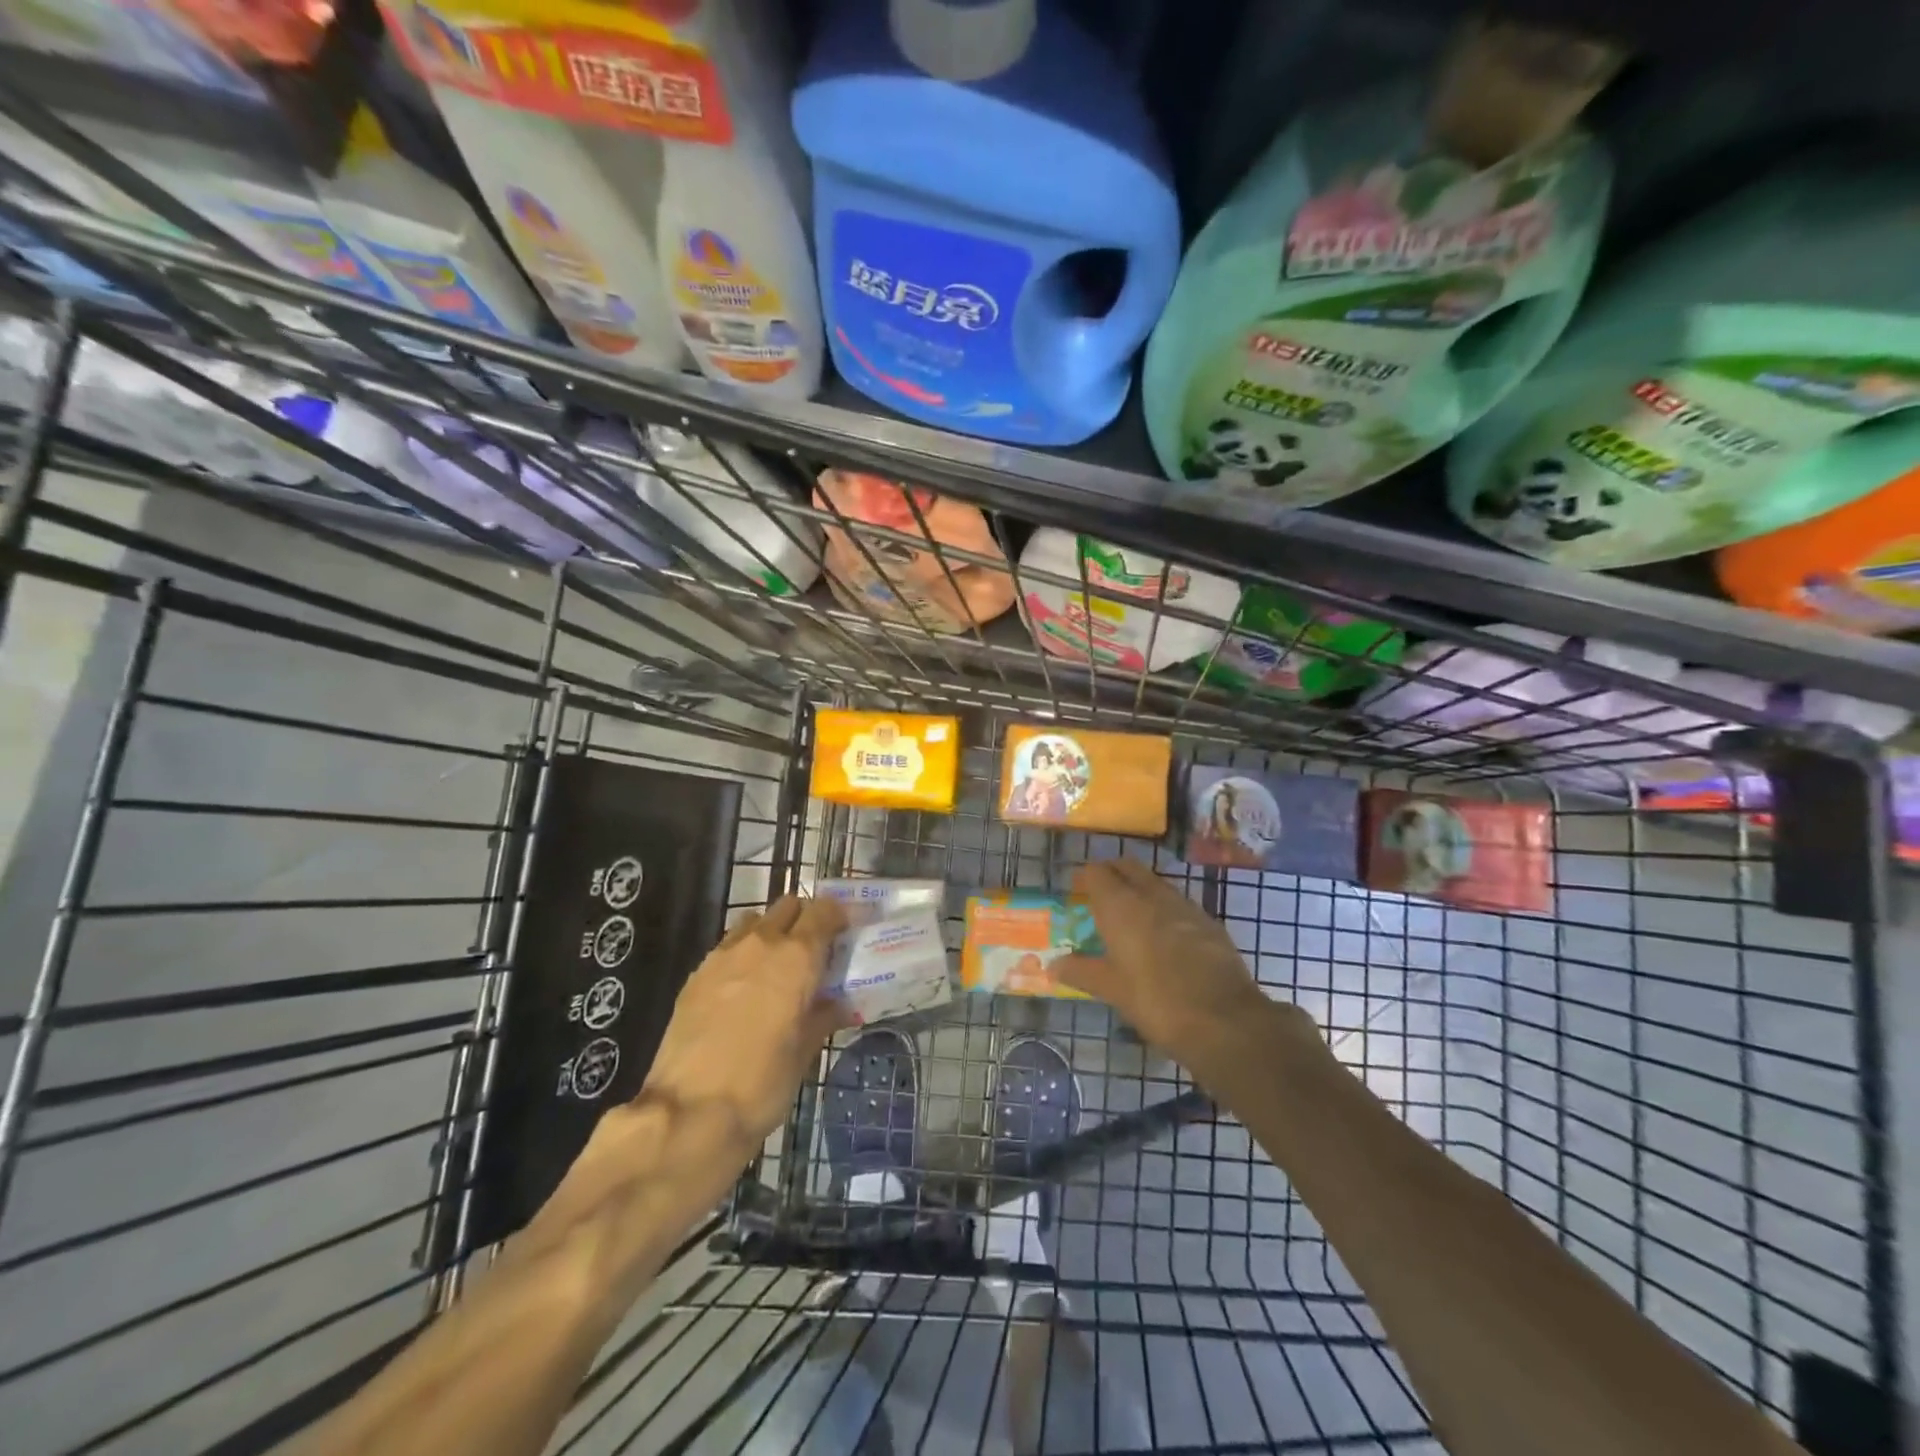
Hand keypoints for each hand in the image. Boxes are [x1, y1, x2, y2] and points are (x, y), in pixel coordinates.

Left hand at [635, 894, 852, 1153]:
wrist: (689, 1113)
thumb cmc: (762, 1083)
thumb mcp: (805, 1052)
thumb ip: (824, 1016)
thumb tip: (840, 1005)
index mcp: (797, 957)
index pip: (824, 911)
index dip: (838, 917)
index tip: (845, 935)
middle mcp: (761, 943)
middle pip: (789, 905)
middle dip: (805, 919)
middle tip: (815, 950)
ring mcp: (724, 955)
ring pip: (756, 921)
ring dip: (772, 932)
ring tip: (778, 967)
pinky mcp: (696, 974)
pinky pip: (728, 947)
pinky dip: (744, 955)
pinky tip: (745, 990)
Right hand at [1056, 859, 1306, 1069]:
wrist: (1225, 1019)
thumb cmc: (1156, 1001)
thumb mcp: (1112, 990)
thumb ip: (1081, 972)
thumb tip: (1053, 965)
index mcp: (1121, 905)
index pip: (1097, 872)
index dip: (1085, 878)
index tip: (1077, 891)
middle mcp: (1152, 895)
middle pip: (1128, 867)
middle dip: (1112, 874)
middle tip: (1100, 895)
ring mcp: (1185, 905)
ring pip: (1156, 883)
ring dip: (1140, 889)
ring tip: (1131, 916)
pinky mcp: (1209, 922)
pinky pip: (1179, 903)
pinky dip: (1165, 909)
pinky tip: (1165, 936)